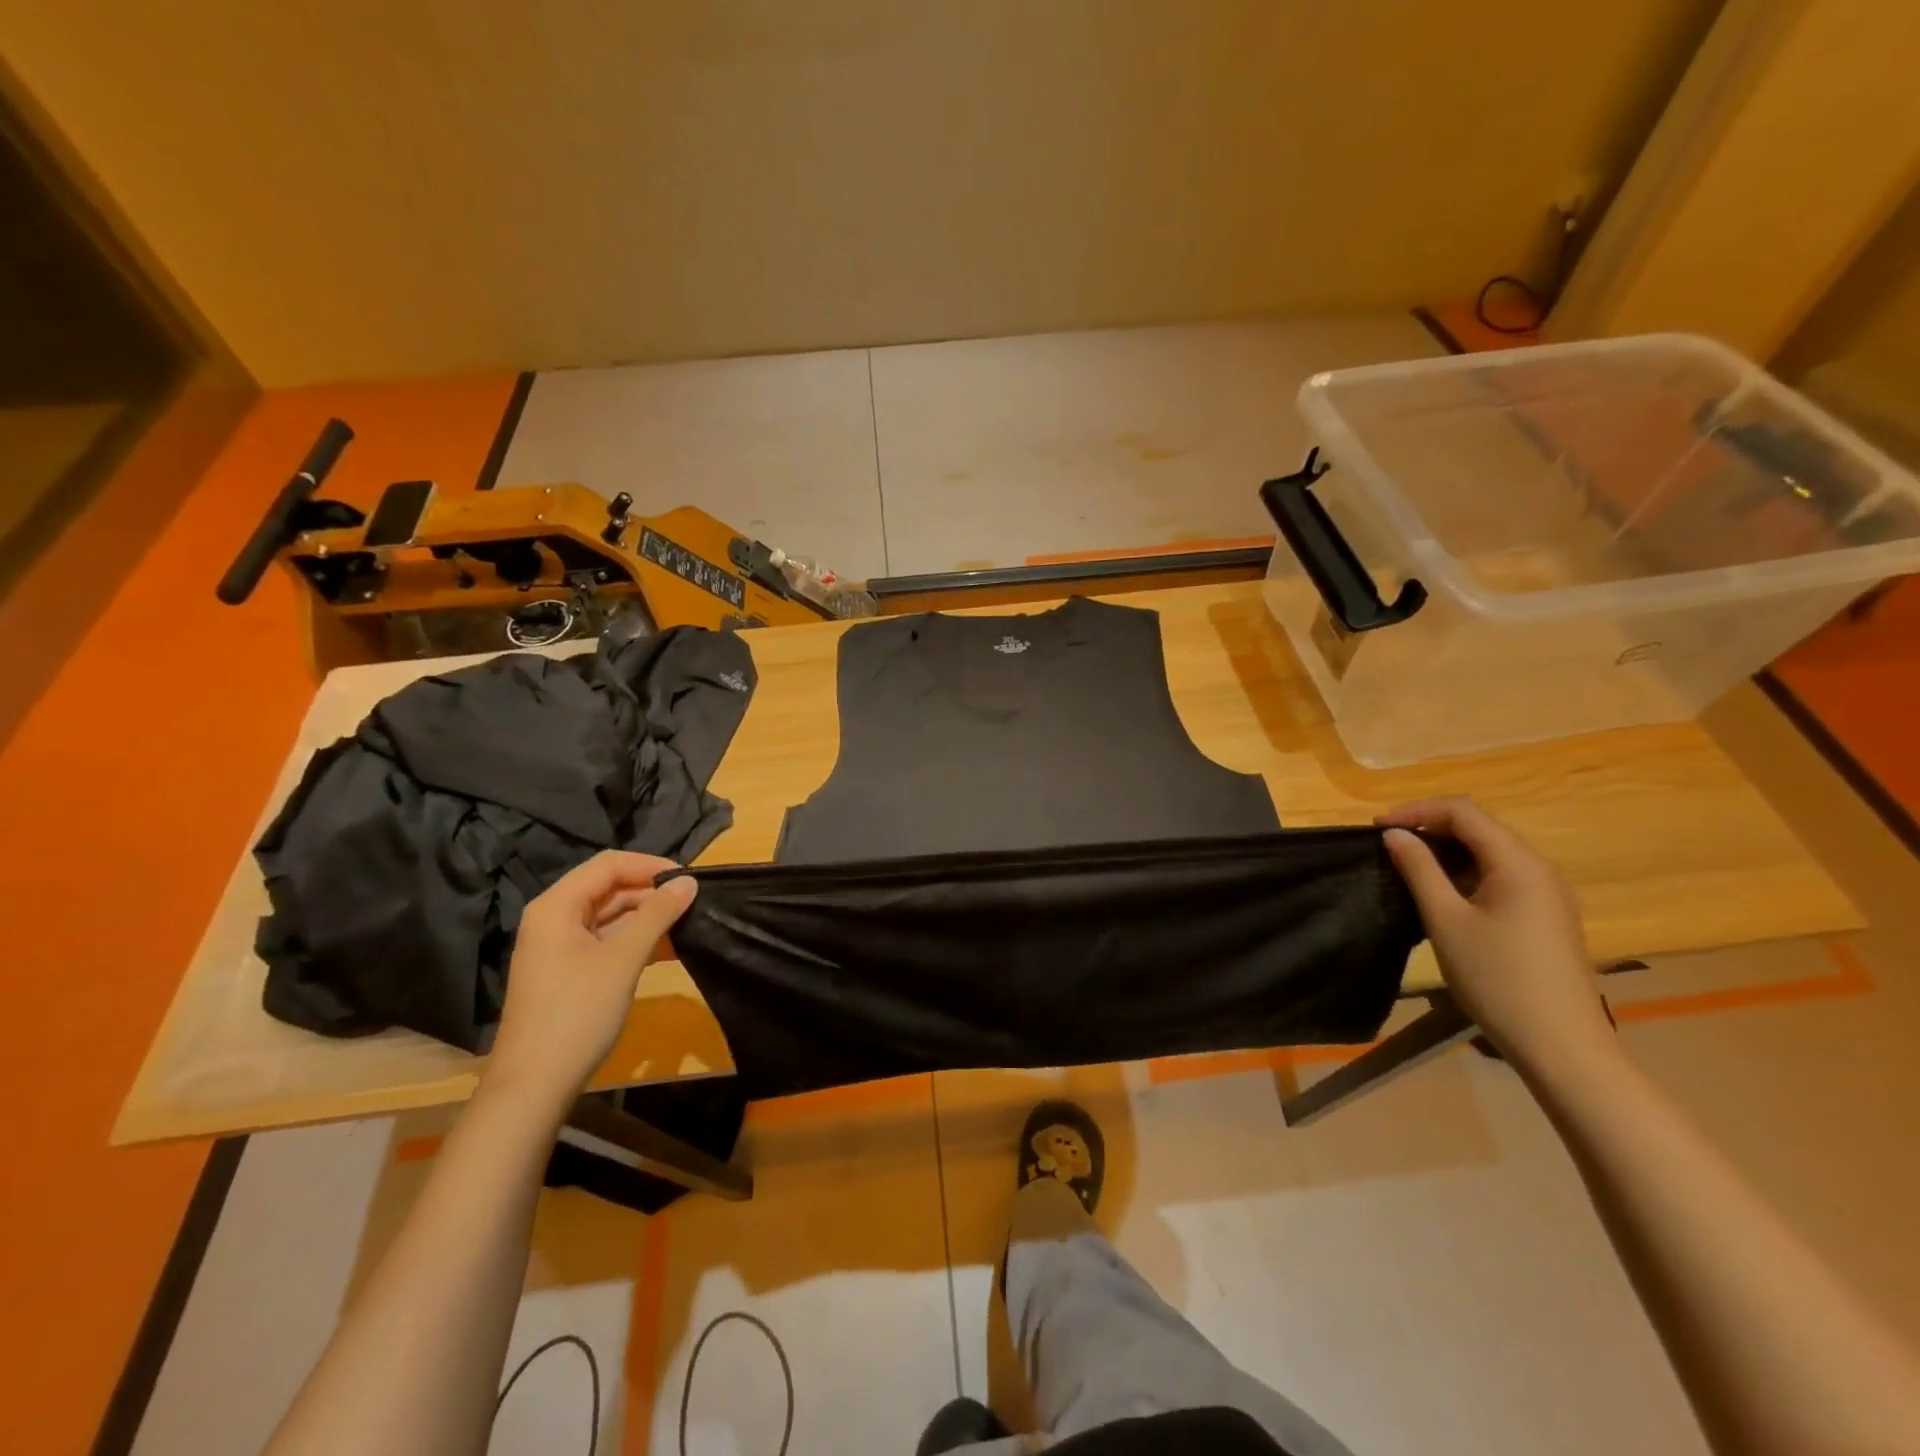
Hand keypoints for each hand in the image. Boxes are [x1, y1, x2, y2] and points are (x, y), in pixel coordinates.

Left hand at [481, 851, 696, 1115]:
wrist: (534, 1085)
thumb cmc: (577, 1012)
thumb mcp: (623, 959)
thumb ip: (657, 915)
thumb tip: (689, 882)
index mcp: (557, 906)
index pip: (609, 865)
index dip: (650, 865)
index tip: (689, 878)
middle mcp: (554, 918)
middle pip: (609, 888)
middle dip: (651, 892)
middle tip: (694, 902)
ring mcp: (559, 947)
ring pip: (610, 916)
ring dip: (648, 918)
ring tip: (688, 923)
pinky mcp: (569, 971)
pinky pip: (607, 941)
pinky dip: (636, 940)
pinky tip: (668, 949)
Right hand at [1378, 798, 1615, 1074]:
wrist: (1561, 1045)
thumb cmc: (1497, 978)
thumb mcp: (1446, 920)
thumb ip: (1419, 870)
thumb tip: (1395, 834)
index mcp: (1518, 863)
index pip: (1463, 812)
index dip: (1416, 811)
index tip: (1377, 828)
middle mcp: (1539, 868)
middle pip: (1480, 827)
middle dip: (1430, 827)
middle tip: (1387, 844)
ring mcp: (1547, 893)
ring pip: (1490, 852)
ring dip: (1447, 850)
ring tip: (1407, 865)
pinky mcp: (1545, 915)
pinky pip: (1501, 875)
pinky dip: (1466, 872)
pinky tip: (1442, 893)